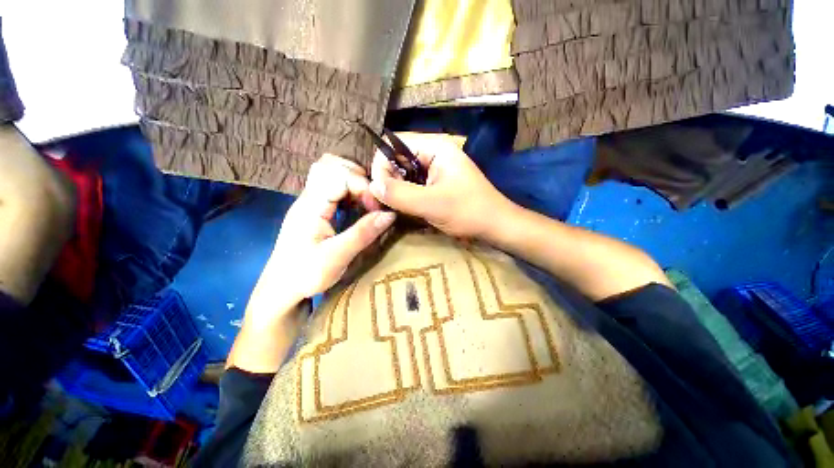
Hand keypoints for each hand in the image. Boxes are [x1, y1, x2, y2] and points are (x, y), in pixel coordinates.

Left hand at [266, 154, 395, 301]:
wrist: (280, 289)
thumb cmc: (304, 275)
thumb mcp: (337, 257)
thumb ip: (363, 233)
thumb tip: (390, 214)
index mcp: (310, 206)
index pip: (338, 175)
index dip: (361, 185)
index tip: (375, 207)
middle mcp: (308, 197)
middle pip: (331, 165)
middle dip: (358, 177)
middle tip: (371, 200)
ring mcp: (310, 201)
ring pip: (331, 172)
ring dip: (354, 181)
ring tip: (367, 201)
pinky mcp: (315, 209)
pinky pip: (333, 187)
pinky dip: (350, 190)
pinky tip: (358, 205)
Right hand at [369, 132, 513, 238]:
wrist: (495, 225)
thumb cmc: (468, 212)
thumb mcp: (432, 204)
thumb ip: (400, 194)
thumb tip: (372, 185)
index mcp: (435, 147)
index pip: (394, 144)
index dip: (381, 165)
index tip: (378, 191)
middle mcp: (434, 153)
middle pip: (398, 158)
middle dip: (387, 179)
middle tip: (380, 203)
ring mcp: (436, 168)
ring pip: (404, 173)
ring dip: (395, 189)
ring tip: (391, 207)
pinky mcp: (436, 183)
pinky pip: (413, 184)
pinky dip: (405, 195)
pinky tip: (403, 207)